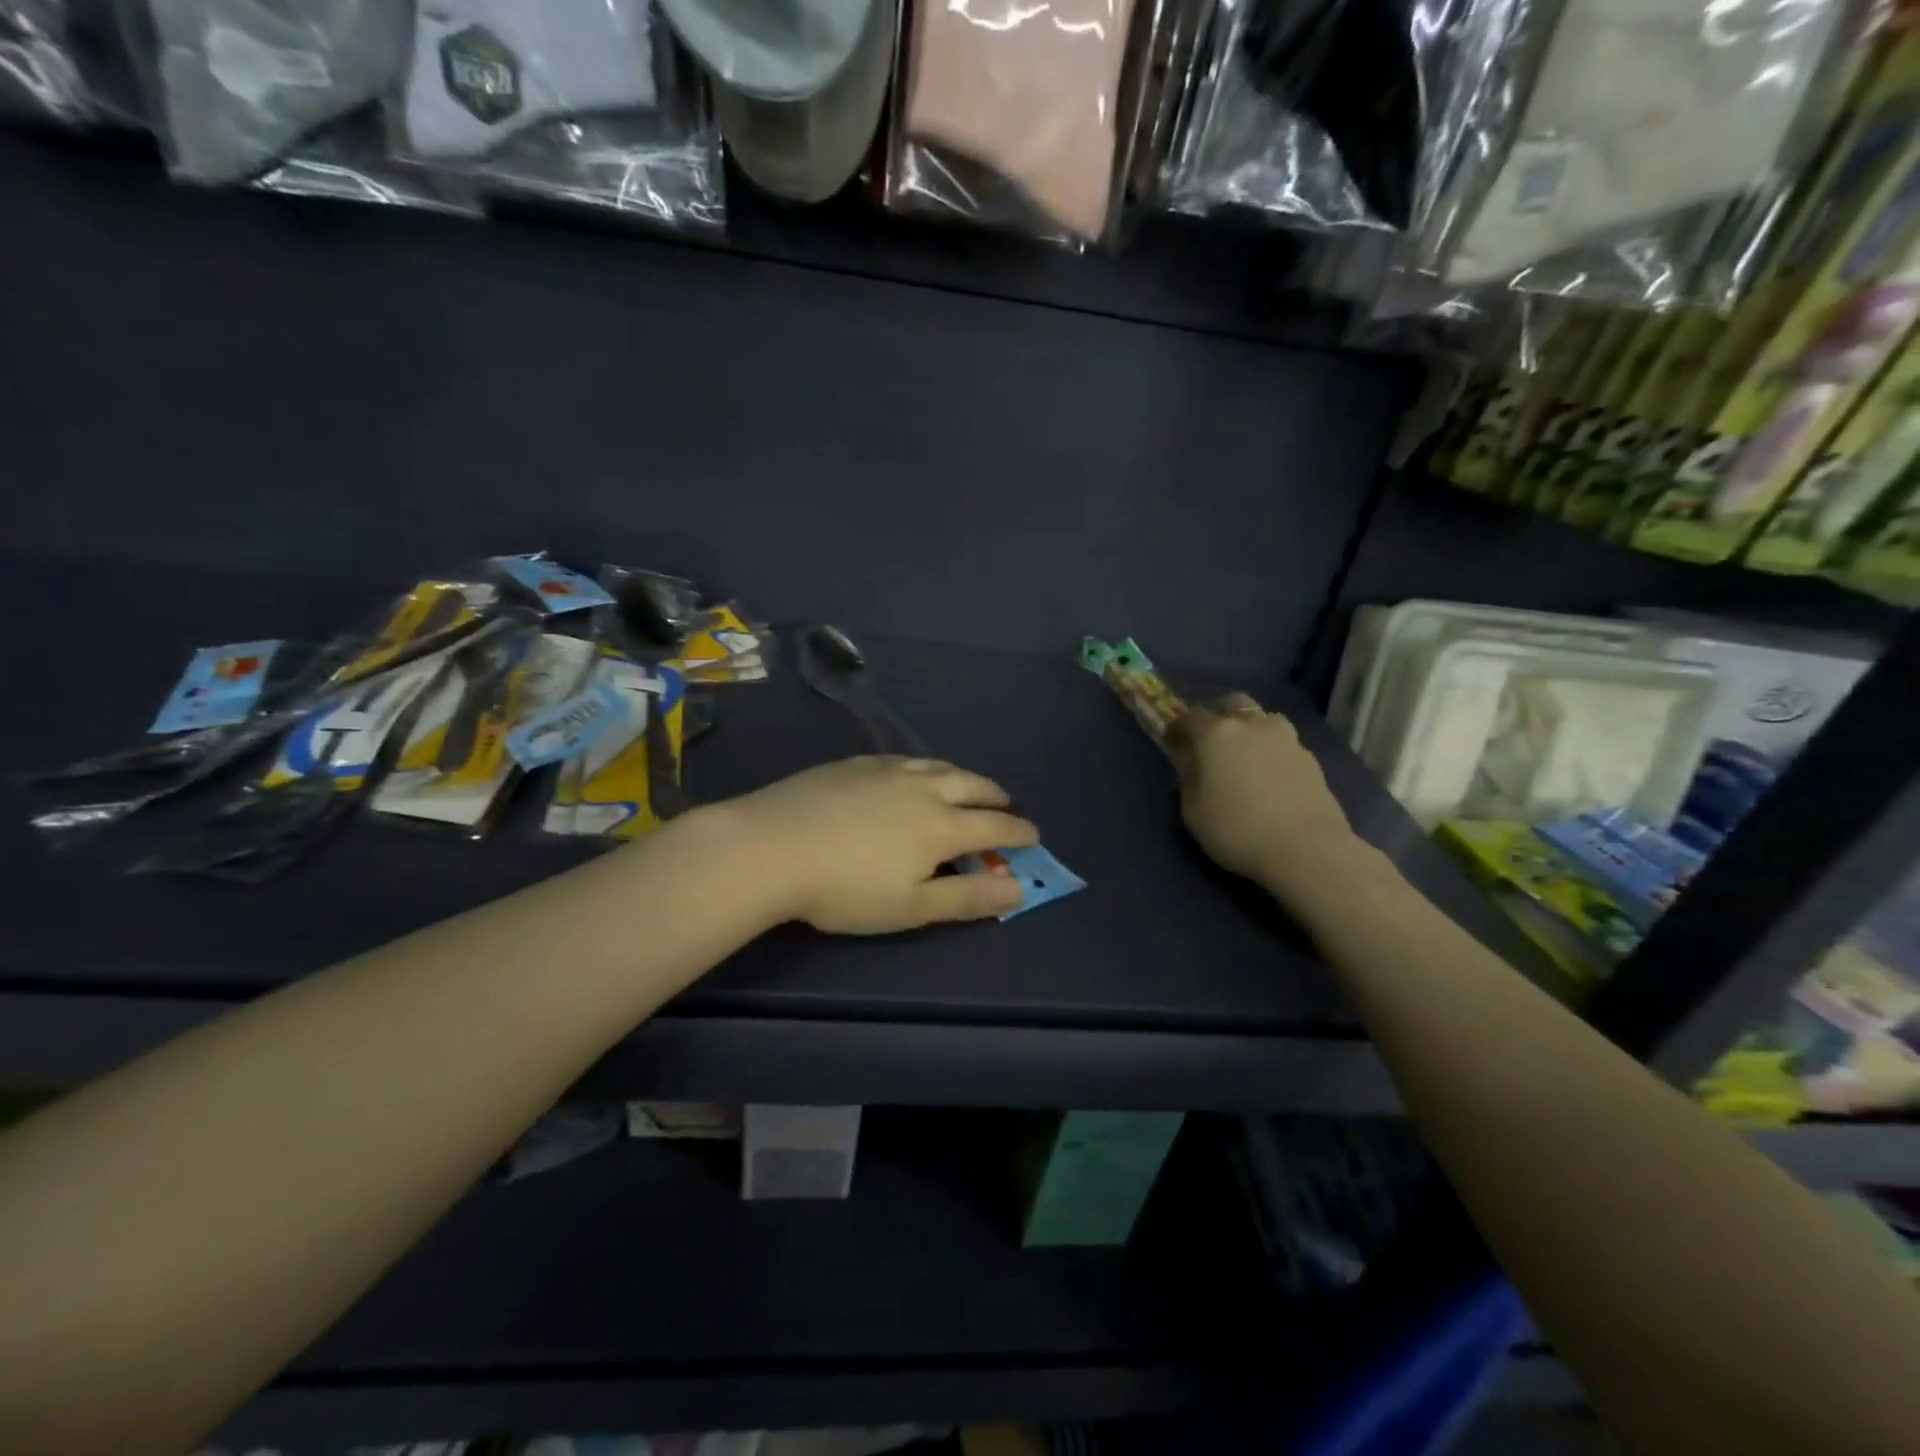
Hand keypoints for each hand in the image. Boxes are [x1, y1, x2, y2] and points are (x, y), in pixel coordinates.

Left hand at [708, 757, 1039, 933]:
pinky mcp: (855, 763)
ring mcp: (887, 770)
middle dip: (995, 796)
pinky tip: (910, 773)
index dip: (1019, 833)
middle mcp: (923, 788)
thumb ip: (967, 897)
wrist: (771, 846)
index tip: (1033, 836)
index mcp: (942, 826)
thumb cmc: (845, 889)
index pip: (995, 826)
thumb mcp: (912, 906)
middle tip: (1005, 804)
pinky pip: (904, 758)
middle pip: (972, 785)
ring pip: (938, 765)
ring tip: (966, 784)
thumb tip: (1018, 888)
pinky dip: (923, 766)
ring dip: (962, 776)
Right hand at [1165, 693, 1351, 883]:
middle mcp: (1252, 725)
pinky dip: (1271, 752)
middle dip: (1217, 714)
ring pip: (1262, 720)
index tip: (1173, 743)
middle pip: (1231, 703)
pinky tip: (1269, 777)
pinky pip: (1283, 744)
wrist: (1307, 849)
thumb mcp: (1193, 812)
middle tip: (1210, 740)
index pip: (1189, 716)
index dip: (1178, 728)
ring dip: (1250, 731)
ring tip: (1245, 757)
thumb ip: (1188, 780)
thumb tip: (1193, 766)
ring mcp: (1286, 738)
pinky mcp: (1311, 758)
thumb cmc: (1237, 829)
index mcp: (1216, 733)